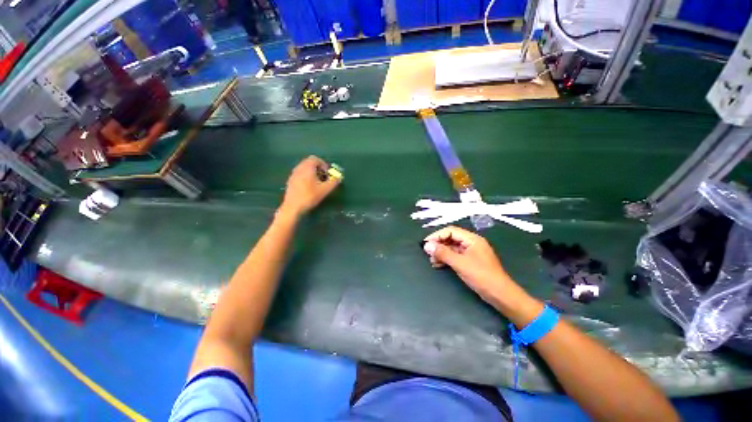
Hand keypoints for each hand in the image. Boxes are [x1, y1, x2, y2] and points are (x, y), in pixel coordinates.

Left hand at [280, 156, 340, 216]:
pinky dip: (306, 176)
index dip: (323, 164)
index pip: (315, 159)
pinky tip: (309, 187)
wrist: (293, 207)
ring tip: (318, 183)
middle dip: (318, 168)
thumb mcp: (325, 189)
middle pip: (309, 163)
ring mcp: (293, 174)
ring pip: (304, 168)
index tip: (328, 173)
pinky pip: (300, 174)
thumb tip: (339, 177)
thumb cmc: (310, 196)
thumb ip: (333, 182)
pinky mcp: (290, 181)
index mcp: (307, 168)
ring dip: (312, 173)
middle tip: (324, 177)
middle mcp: (299, 168)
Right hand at [423, 226, 514, 301]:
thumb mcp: (460, 263)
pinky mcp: (470, 262)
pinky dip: (446, 258)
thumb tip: (427, 245)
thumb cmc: (481, 276)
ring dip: (441, 252)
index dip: (437, 235)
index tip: (426, 243)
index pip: (451, 231)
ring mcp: (471, 253)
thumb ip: (442, 253)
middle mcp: (472, 243)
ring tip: (431, 260)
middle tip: (428, 252)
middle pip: (451, 238)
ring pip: (452, 248)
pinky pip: (455, 256)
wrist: (500, 295)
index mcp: (472, 239)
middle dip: (438, 244)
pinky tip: (438, 264)